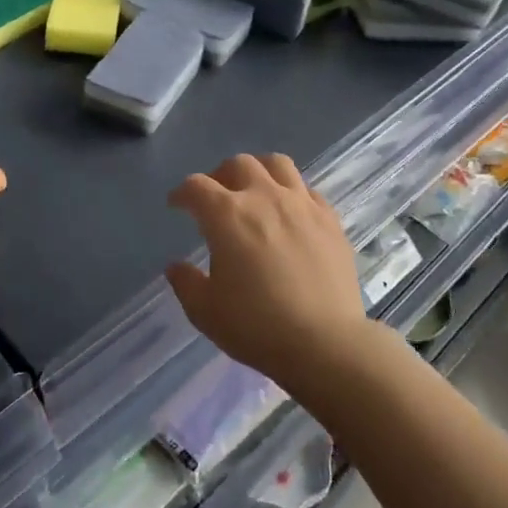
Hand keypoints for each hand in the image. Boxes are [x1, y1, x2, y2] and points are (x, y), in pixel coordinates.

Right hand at [164, 153, 371, 394]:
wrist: (326, 343)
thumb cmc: (257, 327)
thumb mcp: (206, 312)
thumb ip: (186, 283)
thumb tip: (176, 266)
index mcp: (227, 215)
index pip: (196, 186)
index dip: (182, 193)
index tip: (177, 205)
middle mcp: (264, 196)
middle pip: (238, 164)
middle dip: (220, 175)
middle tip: (217, 197)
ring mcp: (301, 204)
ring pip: (277, 164)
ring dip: (259, 171)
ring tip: (255, 190)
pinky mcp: (330, 219)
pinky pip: (308, 190)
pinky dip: (293, 193)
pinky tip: (291, 213)